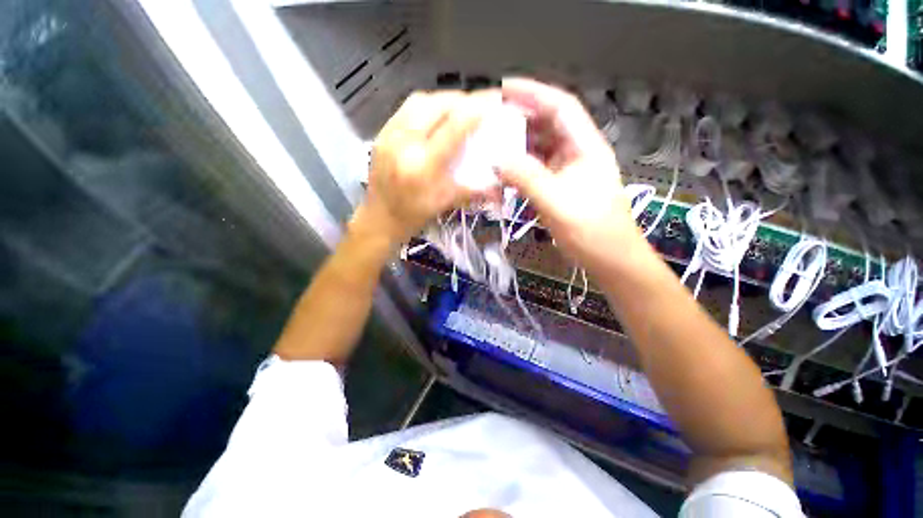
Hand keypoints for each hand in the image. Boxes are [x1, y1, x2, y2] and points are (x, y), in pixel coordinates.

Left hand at [355, 90, 500, 244]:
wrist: (379, 219)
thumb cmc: (414, 216)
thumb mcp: (446, 203)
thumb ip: (472, 187)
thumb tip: (497, 177)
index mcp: (423, 166)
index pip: (454, 126)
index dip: (477, 108)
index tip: (494, 100)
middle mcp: (404, 143)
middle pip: (437, 104)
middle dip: (462, 99)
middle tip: (477, 106)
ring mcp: (389, 135)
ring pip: (420, 100)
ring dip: (444, 99)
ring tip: (458, 108)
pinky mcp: (381, 133)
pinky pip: (407, 107)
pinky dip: (427, 105)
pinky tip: (435, 115)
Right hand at [497, 78, 641, 271]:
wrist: (608, 258)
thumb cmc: (591, 230)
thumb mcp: (558, 202)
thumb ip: (527, 178)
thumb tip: (497, 160)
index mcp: (585, 146)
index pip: (561, 106)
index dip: (534, 92)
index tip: (504, 87)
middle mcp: (577, 153)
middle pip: (548, 125)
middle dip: (520, 118)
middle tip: (490, 120)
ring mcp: (567, 171)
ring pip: (539, 149)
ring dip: (517, 145)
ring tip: (491, 144)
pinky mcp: (559, 188)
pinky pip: (535, 170)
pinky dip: (519, 168)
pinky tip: (503, 172)